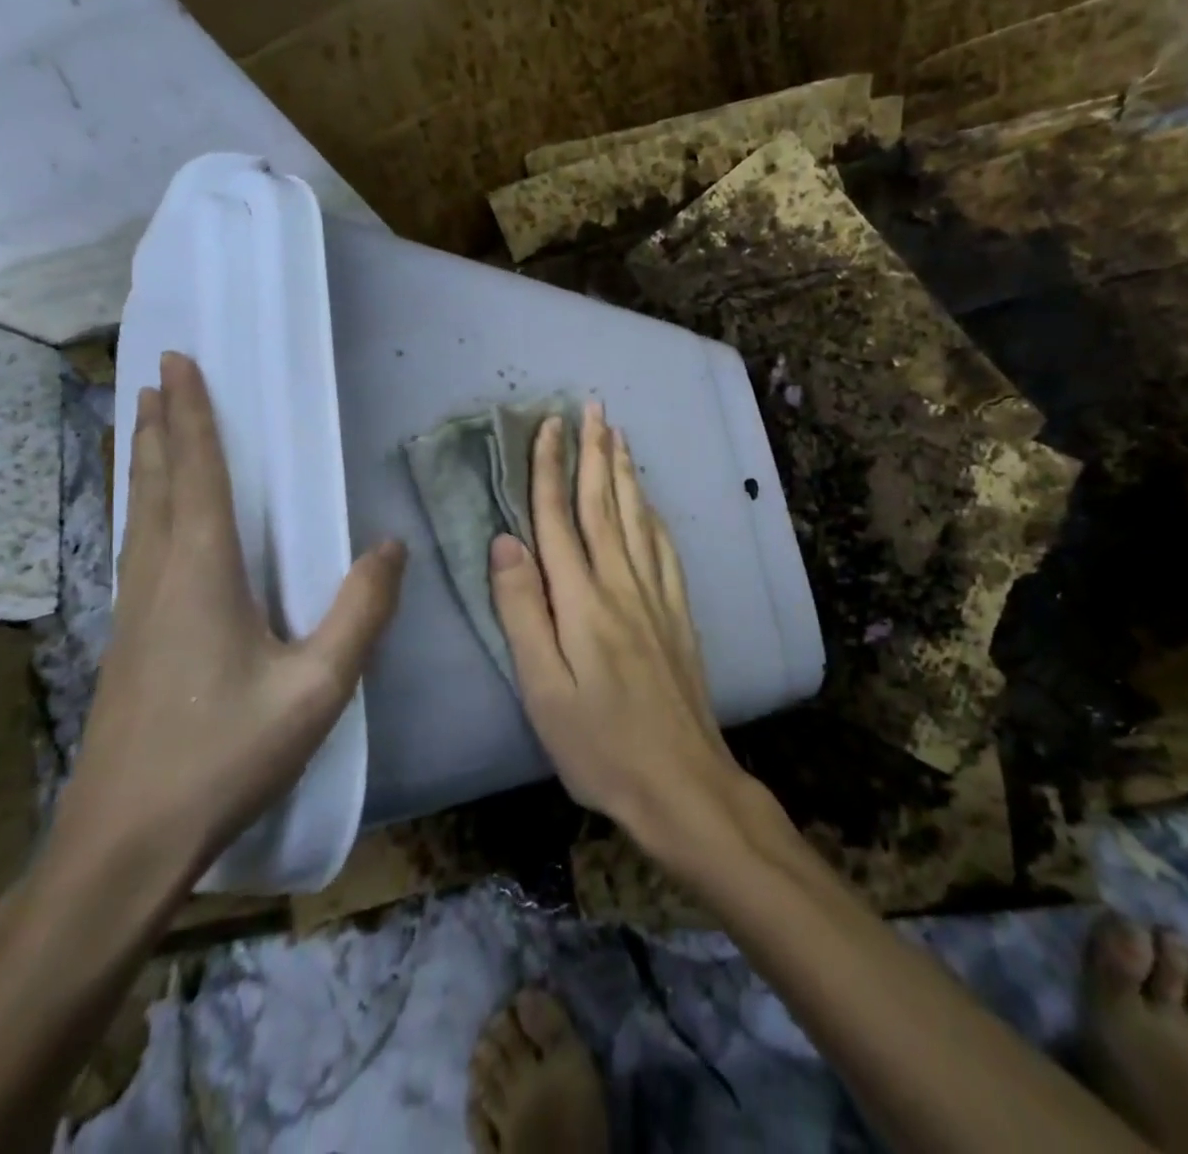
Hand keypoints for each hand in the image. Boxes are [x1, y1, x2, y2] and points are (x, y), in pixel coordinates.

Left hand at [56, 352, 404, 889]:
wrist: (124, 842)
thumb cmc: (226, 755)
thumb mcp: (318, 686)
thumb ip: (360, 611)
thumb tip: (390, 545)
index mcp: (201, 573)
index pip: (196, 474)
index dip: (190, 416)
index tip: (178, 364)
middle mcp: (159, 578)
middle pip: (155, 484)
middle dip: (158, 426)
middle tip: (155, 379)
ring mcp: (134, 610)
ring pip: (138, 514)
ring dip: (144, 462)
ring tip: (142, 426)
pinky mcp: (128, 640)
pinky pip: (137, 546)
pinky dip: (142, 507)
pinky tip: (151, 521)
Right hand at [488, 401, 754, 860]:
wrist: (683, 781)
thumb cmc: (599, 745)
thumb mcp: (543, 688)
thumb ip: (522, 611)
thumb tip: (504, 542)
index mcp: (582, 600)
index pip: (558, 519)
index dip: (550, 469)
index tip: (547, 425)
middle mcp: (622, 585)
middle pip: (603, 505)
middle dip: (595, 452)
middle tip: (592, 407)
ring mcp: (656, 597)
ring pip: (637, 518)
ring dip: (625, 473)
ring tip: (619, 436)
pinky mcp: (678, 615)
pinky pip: (664, 549)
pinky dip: (653, 515)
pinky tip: (651, 505)